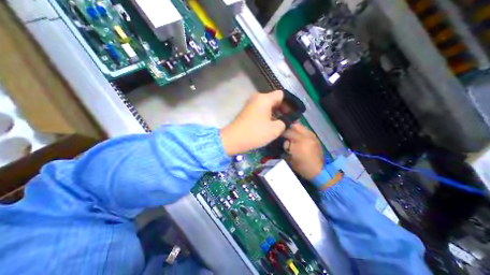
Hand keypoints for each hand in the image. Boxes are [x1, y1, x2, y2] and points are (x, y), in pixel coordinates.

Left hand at [220, 90, 285, 154]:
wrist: (233, 140)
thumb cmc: (255, 133)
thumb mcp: (274, 129)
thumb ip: (284, 122)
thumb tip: (286, 120)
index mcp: (264, 99)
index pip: (282, 95)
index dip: (289, 103)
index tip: (293, 113)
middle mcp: (257, 98)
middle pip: (274, 100)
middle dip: (283, 109)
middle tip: (289, 120)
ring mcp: (251, 105)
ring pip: (268, 106)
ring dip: (275, 114)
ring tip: (281, 124)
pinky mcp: (247, 112)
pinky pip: (261, 111)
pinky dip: (268, 116)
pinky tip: (271, 125)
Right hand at [282, 124, 324, 181]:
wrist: (317, 171)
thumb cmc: (301, 166)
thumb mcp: (290, 157)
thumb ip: (286, 146)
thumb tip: (284, 140)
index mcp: (300, 141)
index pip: (289, 132)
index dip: (282, 132)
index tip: (278, 133)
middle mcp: (307, 136)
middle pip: (296, 126)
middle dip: (289, 128)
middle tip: (285, 132)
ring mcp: (313, 137)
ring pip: (302, 127)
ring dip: (296, 129)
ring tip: (291, 134)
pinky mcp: (316, 139)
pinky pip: (307, 131)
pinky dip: (301, 132)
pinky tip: (299, 137)